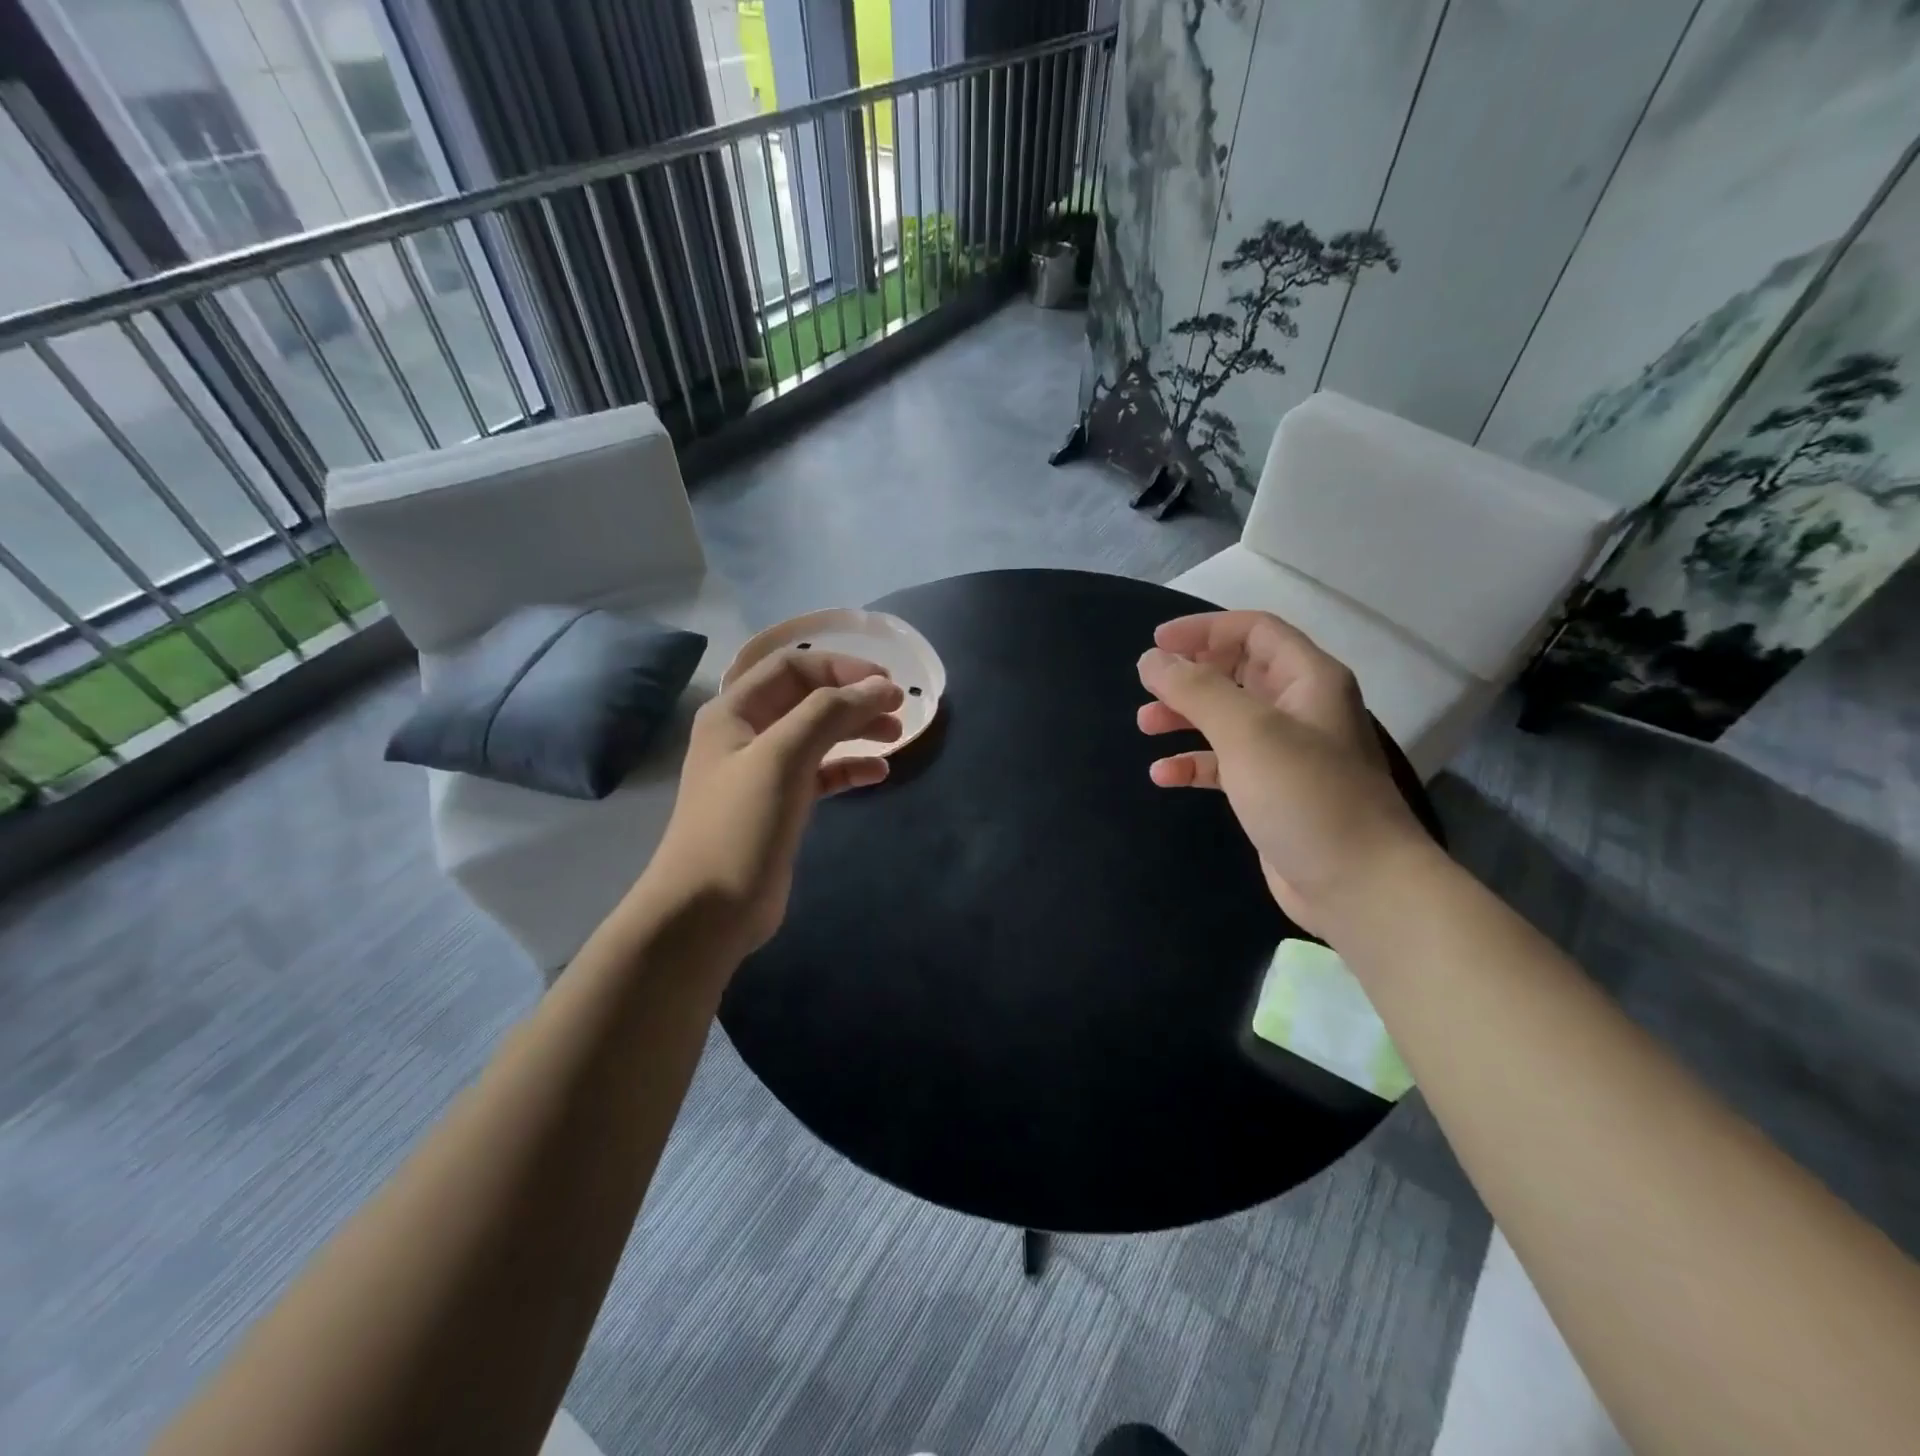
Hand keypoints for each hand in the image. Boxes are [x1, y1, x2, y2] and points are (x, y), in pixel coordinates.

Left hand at [649, 649, 903, 953]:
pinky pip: (820, 774)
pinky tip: (877, 774)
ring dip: (856, 730)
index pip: (793, 666)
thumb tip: (882, 687)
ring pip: (817, 736)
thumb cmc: (741, 825)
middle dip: (853, 698)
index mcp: (735, 711)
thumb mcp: (784, 756)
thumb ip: (831, 712)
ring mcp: (763, 772)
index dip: (841, 667)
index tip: (887, 683)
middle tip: (898, 708)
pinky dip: (848, 769)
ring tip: (896, 737)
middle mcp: (746, 734)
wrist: (709, 910)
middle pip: (807, 698)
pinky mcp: (780, 806)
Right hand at [1137, 610, 1431, 936]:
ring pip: (1226, 719)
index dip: (1205, 630)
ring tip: (1146, 726)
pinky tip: (1164, 775)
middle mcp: (1300, 709)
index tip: (1156, 643)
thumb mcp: (1248, 732)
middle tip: (1148, 687)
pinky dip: (1194, 763)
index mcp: (1308, 680)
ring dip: (1185, 717)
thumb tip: (1152, 659)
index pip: (1254, 631)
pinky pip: (1225, 764)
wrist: (1358, 885)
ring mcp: (1286, 753)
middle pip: (1237, 672)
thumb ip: (1197, 690)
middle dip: (1190, 676)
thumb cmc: (1307, 795)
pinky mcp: (1271, 792)